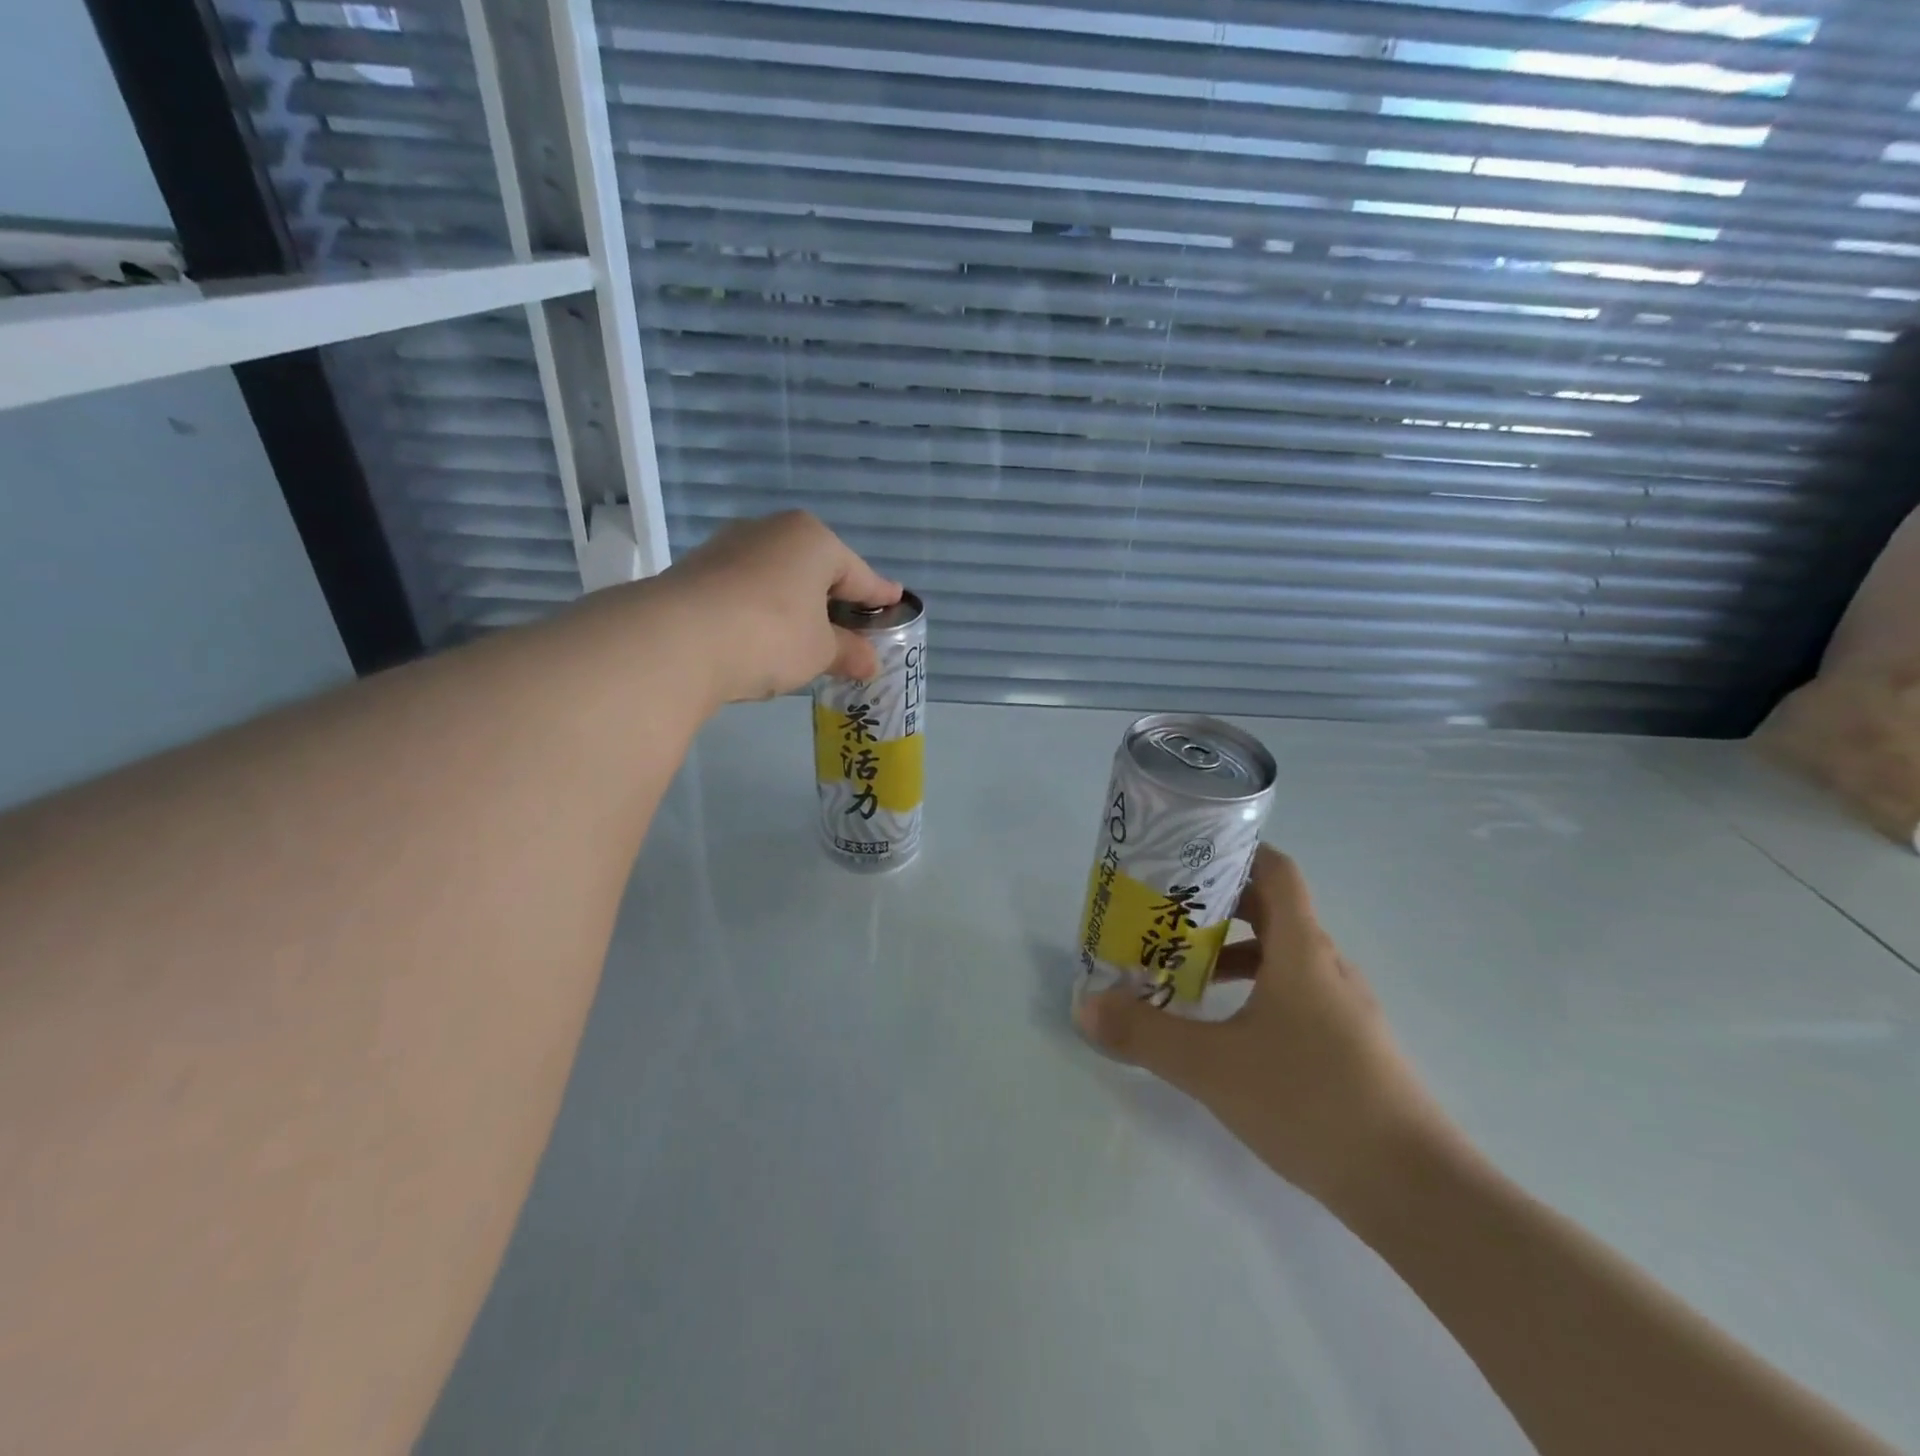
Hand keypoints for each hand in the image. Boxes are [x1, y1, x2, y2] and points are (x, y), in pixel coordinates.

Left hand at [654, 511, 900, 705]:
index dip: (879, 594)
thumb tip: (869, 662)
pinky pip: (747, 589)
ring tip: (808, 635)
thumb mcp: (820, 651)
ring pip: (778, 577)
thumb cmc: (772, 635)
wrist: (678, 639)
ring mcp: (729, 548)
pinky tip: (765, 635)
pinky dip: (764, 610)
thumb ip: (848, 652)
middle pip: (816, 569)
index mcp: (812, 540)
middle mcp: (771, 531)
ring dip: (796, 605)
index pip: (858, 572)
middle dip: (835, 599)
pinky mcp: (697, 571)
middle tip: (853, 625)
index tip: (897, 600)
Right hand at [1076, 845, 1454, 1215]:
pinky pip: (1293, 991)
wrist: (1414, 1190)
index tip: (1188, 854)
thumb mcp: (1212, 1066)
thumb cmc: (1311, 1102)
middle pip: (1273, 908)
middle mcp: (1325, 965)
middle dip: (1219, 902)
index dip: (1237, 851)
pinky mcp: (1348, 1042)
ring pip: (1282, 954)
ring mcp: (1342, 1006)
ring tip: (1184, 967)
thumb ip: (1145, 1033)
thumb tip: (1086, 1007)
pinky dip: (1254, 988)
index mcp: (1301, 950)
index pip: (1277, 870)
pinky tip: (1225, 1026)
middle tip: (1166, 910)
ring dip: (1233, 949)